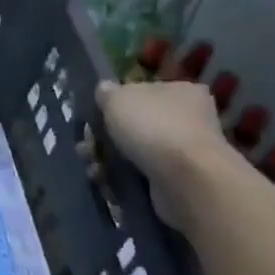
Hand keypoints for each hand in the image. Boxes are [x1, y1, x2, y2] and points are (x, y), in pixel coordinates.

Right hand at [94, 78, 233, 230]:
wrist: (187, 179)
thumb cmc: (153, 127)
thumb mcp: (117, 98)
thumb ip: (106, 93)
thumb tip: (104, 91)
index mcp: (181, 92)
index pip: (145, 92)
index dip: (117, 103)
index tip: (96, 115)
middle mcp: (188, 121)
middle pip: (135, 125)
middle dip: (104, 137)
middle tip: (86, 144)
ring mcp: (183, 154)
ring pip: (133, 153)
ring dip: (106, 159)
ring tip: (92, 165)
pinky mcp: (176, 183)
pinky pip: (139, 177)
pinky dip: (118, 179)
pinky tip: (103, 181)